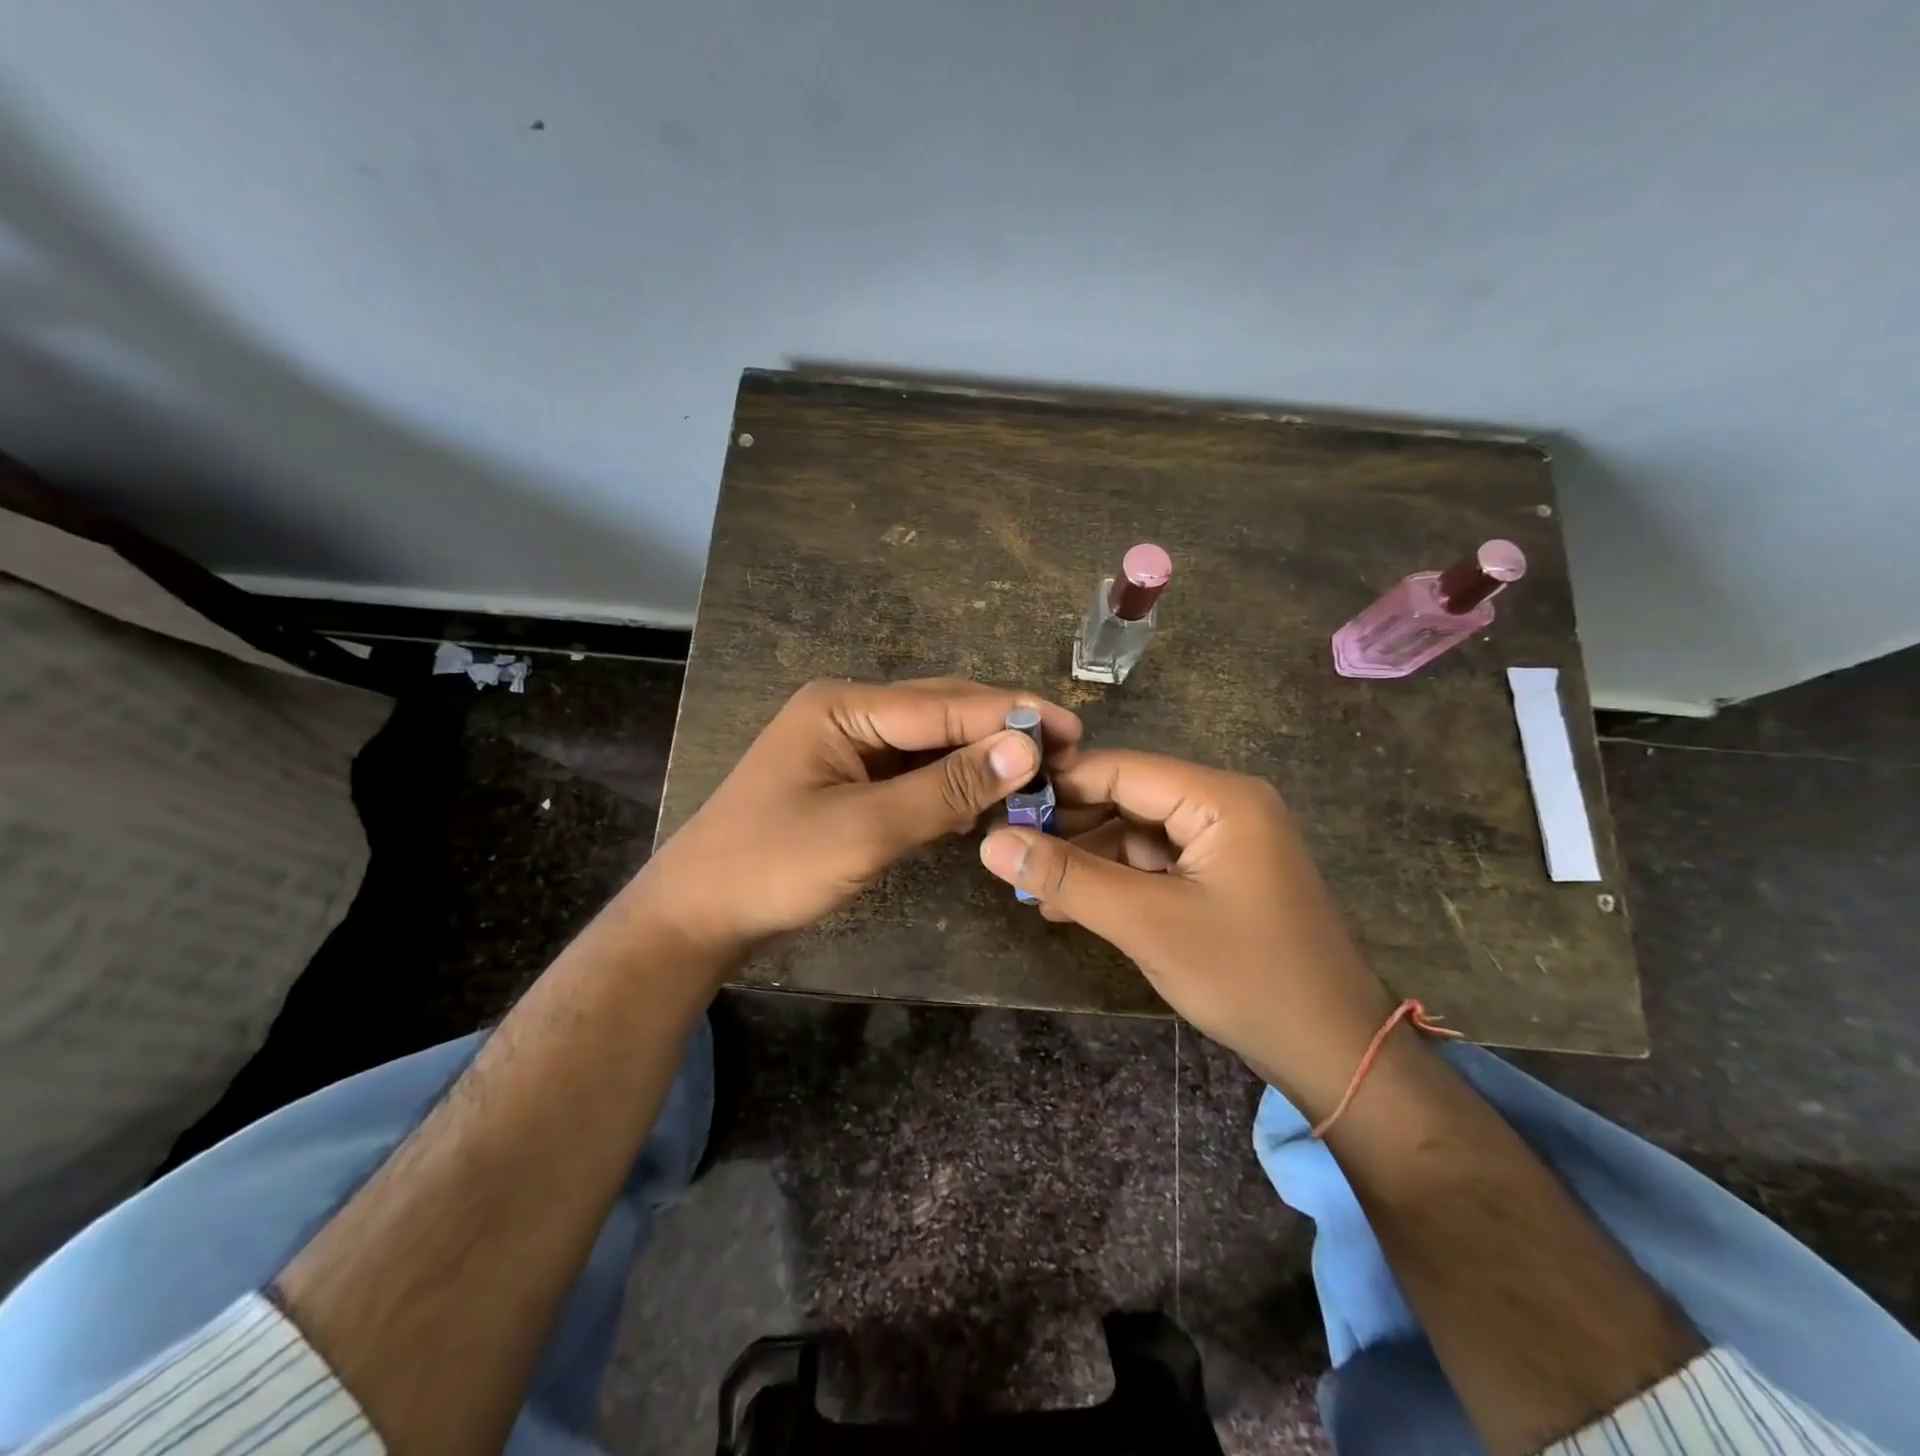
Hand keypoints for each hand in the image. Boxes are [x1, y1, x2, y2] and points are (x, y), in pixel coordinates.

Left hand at [637, 678, 1080, 963]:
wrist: (699, 915)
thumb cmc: (774, 866)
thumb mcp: (867, 829)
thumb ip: (948, 787)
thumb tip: (1027, 747)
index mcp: (843, 704)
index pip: (944, 704)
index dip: (1012, 716)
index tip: (1074, 730)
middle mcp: (848, 711)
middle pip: (941, 713)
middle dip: (1001, 731)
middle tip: (1067, 751)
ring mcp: (848, 745)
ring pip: (932, 743)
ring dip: (980, 759)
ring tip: (1040, 775)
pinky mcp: (851, 779)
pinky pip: (914, 771)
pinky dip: (951, 784)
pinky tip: (986, 800)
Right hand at [979, 749, 1392, 1111]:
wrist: (1334, 1054)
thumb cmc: (1247, 977)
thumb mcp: (1147, 923)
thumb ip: (1068, 877)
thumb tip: (990, 843)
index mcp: (1220, 798)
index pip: (1120, 769)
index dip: (1058, 784)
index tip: (999, 805)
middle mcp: (1224, 806)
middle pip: (1127, 798)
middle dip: (1068, 827)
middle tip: (1007, 852)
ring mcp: (1224, 843)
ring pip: (1135, 834)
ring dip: (1085, 860)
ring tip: (1030, 887)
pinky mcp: (1221, 877)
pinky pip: (1154, 864)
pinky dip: (1113, 882)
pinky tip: (1068, 905)